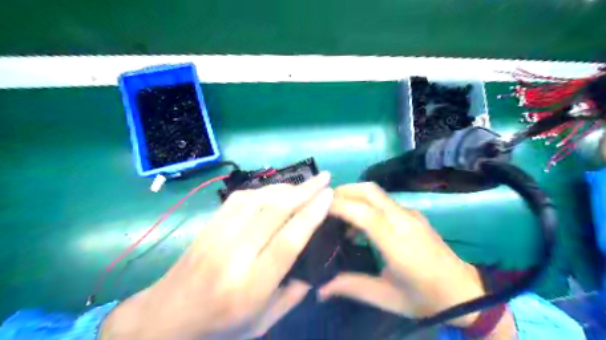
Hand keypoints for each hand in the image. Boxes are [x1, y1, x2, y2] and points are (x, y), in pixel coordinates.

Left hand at [100, 172, 333, 339]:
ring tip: (306, 184)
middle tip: (325, 178)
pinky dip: (263, 189)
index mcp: (251, 285)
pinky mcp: (209, 224)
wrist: (167, 315)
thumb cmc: (220, 325)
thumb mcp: (264, 323)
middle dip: (305, 190)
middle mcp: (234, 254)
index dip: (311, 215)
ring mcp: (218, 235)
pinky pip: (240, 197)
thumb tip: (316, 263)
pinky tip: (276, 190)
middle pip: (275, 212)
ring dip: (286, 187)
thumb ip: (294, 295)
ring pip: (258, 199)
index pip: (288, 241)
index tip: (329, 196)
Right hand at [319, 182, 485, 327]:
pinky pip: (384, 201)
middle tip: (323, 204)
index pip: (362, 212)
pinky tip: (359, 224)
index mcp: (396, 241)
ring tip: (337, 213)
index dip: (338, 205)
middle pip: (369, 190)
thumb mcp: (386, 296)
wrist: (465, 293)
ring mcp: (410, 214)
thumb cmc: (425, 297)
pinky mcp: (414, 215)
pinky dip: (366, 203)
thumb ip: (351, 287)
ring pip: (376, 192)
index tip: (316, 207)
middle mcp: (403, 220)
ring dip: (354, 195)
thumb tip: (319, 290)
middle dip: (343, 191)